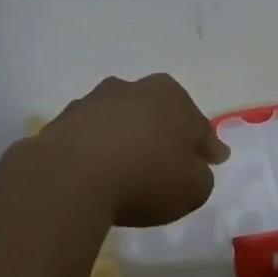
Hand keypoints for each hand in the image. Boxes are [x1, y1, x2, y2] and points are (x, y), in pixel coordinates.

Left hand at [38, 73, 228, 227]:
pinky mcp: (62, 122)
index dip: (208, 145)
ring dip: (126, 138)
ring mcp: (93, 102)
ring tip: (128, 167)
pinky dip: (96, 150)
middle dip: (165, 132)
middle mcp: (132, 88)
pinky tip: (96, 173)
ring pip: (120, 120)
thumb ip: (200, 175)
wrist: (70, 178)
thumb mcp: (193, 188)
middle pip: (157, 112)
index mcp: (171, 96)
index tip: (215, 159)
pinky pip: (89, 137)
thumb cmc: (145, 177)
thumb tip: (191, 168)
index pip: (198, 125)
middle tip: (171, 159)